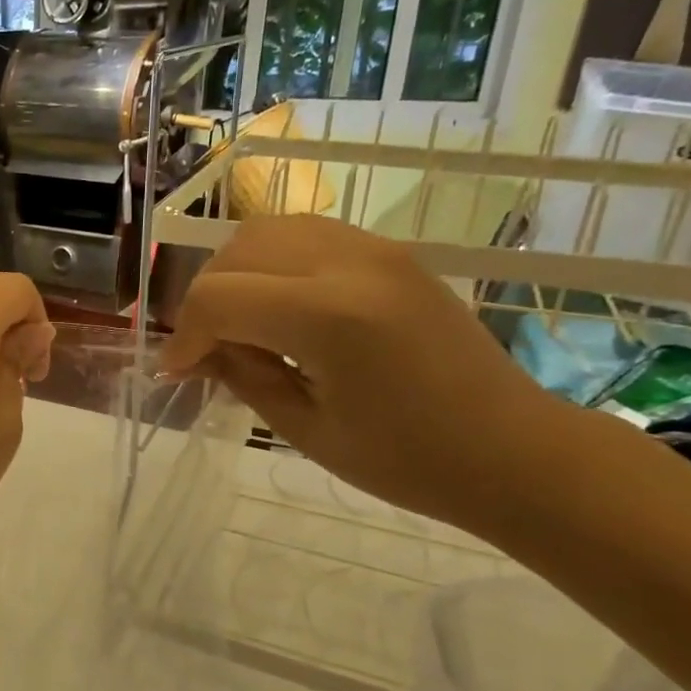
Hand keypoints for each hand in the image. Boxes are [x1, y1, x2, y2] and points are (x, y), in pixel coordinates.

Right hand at [162, 215, 567, 533]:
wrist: (513, 450)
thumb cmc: (409, 460)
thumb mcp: (305, 429)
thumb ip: (241, 376)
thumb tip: (196, 352)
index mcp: (329, 316)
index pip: (219, 298)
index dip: (185, 335)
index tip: (177, 373)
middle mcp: (349, 263)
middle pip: (237, 251)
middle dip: (205, 299)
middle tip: (205, 349)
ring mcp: (374, 249)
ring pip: (268, 230)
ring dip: (235, 272)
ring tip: (237, 323)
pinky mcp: (388, 252)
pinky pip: (305, 234)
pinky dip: (272, 262)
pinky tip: (278, 307)